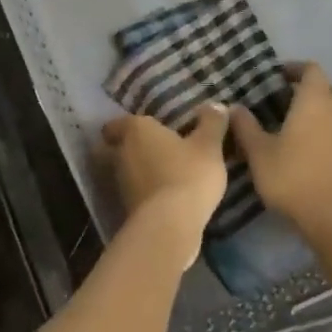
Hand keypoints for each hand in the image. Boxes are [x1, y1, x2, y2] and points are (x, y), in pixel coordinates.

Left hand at [100, 106, 229, 257]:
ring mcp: (120, 182)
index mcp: (135, 130)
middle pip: (122, 146)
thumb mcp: (209, 145)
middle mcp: (121, 153)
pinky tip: (170, 195)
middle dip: (139, 148)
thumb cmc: (188, 174)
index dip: (129, 125)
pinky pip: (137, 192)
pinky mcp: (126, 207)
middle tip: (164, 148)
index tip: (149, 129)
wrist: (169, 226)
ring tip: (170, 172)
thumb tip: (215, 105)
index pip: (116, 123)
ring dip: (144, 171)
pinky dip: (148, 191)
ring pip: (128, 170)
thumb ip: (212, 123)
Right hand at [231, 63, 331, 229]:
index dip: (296, 69)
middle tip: (293, 104)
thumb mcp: (259, 153)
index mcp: (314, 101)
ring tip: (306, 131)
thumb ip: (246, 127)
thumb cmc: (292, 178)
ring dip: (328, 114)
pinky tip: (323, 155)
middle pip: (331, 88)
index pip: (311, 70)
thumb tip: (233, 107)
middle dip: (315, 90)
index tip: (280, 76)